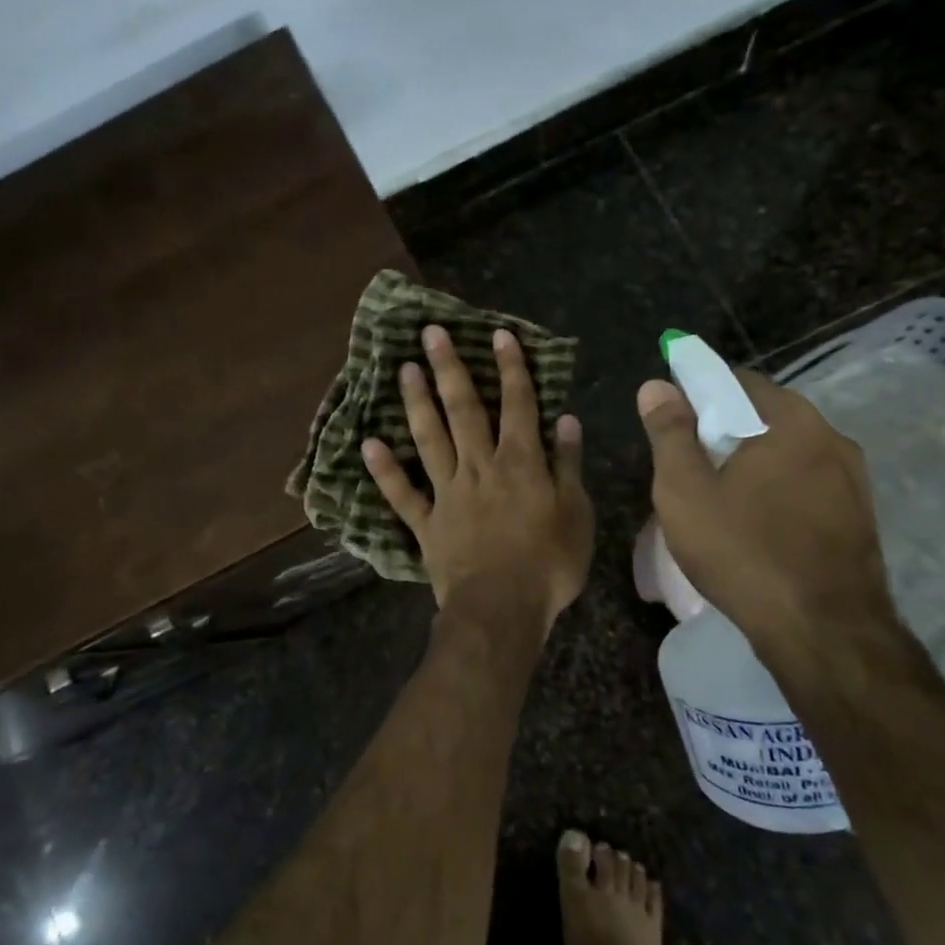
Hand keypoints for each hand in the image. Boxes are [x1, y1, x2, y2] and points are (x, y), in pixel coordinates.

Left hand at [363, 325, 593, 625]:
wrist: (501, 610)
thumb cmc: (548, 564)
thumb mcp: (576, 514)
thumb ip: (567, 465)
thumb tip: (565, 420)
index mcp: (520, 463)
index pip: (517, 404)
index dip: (509, 368)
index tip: (497, 334)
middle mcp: (479, 467)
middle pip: (463, 410)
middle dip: (448, 369)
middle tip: (430, 334)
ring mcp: (447, 493)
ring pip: (429, 439)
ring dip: (416, 403)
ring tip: (402, 370)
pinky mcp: (425, 523)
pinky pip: (401, 493)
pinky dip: (384, 470)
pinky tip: (368, 444)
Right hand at [636, 369, 902, 672]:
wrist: (823, 631)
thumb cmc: (743, 551)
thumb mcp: (685, 490)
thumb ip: (669, 432)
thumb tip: (656, 385)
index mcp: (791, 421)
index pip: (738, 380)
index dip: (699, 391)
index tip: (672, 418)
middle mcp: (832, 438)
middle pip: (766, 416)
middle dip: (725, 430)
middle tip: (689, 462)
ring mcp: (854, 480)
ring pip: (789, 453)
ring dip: (754, 462)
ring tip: (719, 495)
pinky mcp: (859, 517)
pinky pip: (808, 485)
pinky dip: (778, 490)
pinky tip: (756, 523)